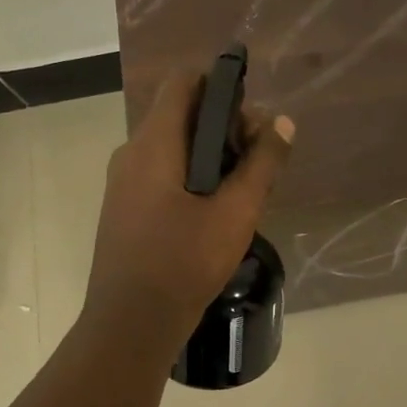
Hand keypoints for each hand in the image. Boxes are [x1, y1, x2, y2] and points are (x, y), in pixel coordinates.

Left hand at [83, 71, 294, 344]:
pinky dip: (193, 174)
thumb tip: (283, 122)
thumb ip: (262, 163)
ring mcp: (123, 182)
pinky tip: (217, 208)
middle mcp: (132, 153)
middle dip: (225, 126)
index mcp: (153, 144)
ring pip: (173, 146)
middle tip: (260, 158)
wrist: (131, 324)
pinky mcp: (125, 208)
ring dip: (211, 154)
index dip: (219, 84)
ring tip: (246, 186)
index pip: (183, 83)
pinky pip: (162, 172)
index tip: (252, 113)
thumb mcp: (236, 211)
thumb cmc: (184, 261)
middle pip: (181, 114)